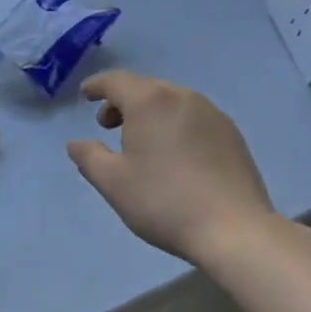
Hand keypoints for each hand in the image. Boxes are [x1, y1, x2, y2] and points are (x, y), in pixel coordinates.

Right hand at [67, 70, 275, 262]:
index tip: (86, 95)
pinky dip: (175, 125)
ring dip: (150, 113)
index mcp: (150, 101)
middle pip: (145, 88)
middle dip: (122, 102)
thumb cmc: (164, 201)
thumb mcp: (113, 183)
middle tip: (108, 126)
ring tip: (142, 142)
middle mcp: (182, 96)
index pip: (116, 81)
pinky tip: (175, 155)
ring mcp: (212, 113)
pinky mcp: (232, 133)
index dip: (97, 86)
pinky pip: (193, 117)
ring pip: (171, 102)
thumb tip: (76, 143)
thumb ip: (89, 157)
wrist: (234, 229)